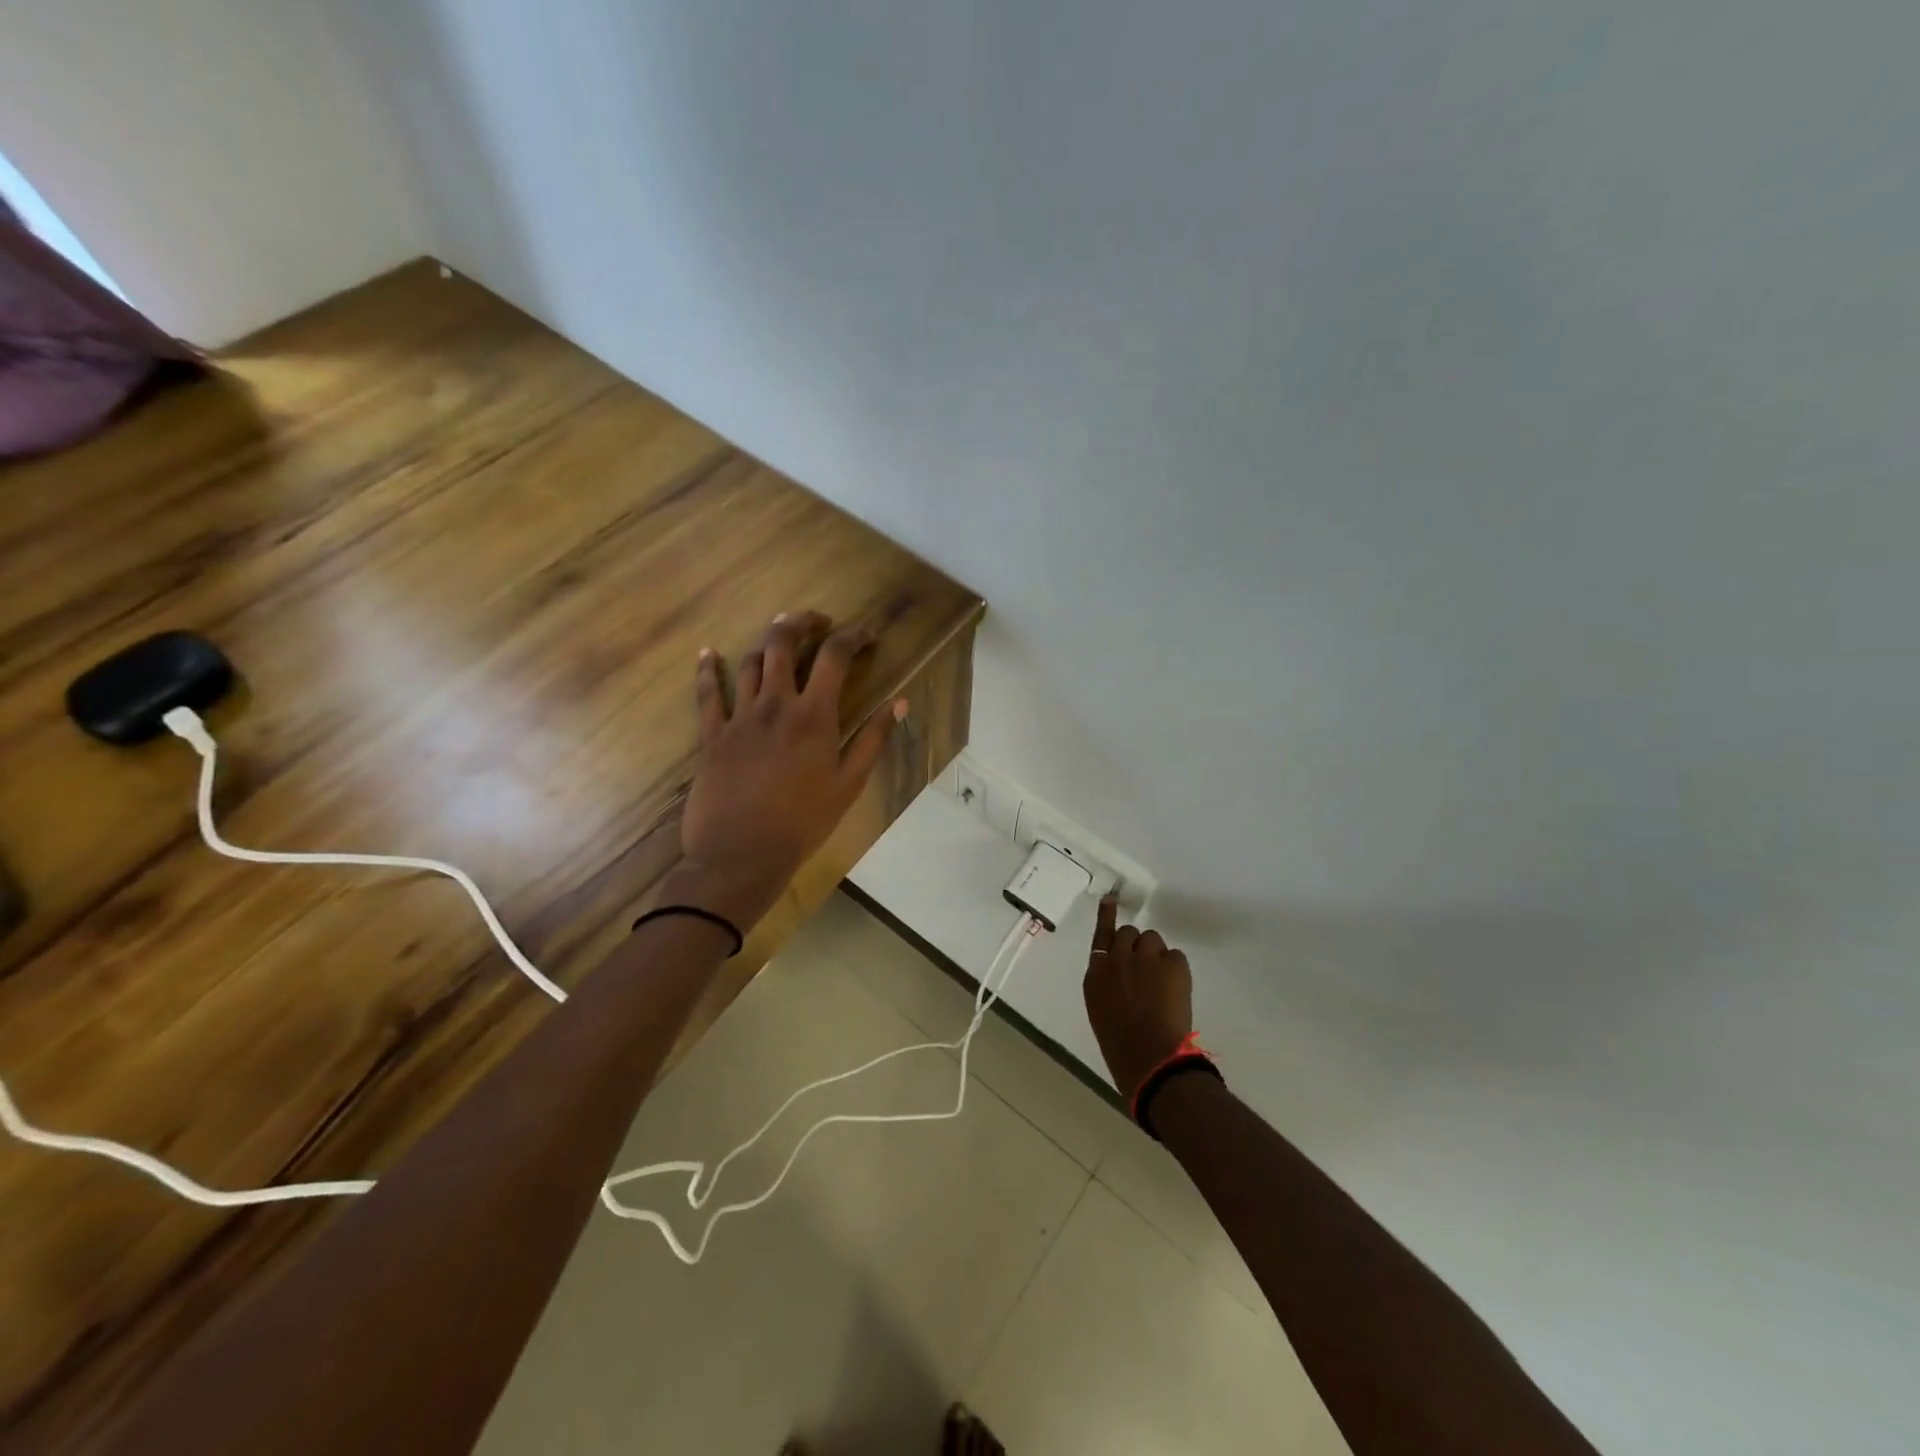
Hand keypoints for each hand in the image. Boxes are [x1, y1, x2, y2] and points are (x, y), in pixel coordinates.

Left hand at [669, 611, 905, 929]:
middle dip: (801, 622)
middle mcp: (775, 704)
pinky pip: (706, 693)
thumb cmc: (804, 821)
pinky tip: (707, 653)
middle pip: (783, 643)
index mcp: (814, 715)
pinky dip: (707, 669)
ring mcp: (739, 716)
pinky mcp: (712, 734)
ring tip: (778, 636)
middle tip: (816, 621)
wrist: (741, 854)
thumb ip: (873, 738)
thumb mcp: (849, 783)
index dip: (853, 638)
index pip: (835, 657)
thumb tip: (899, 702)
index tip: (865, 637)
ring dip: (765, 643)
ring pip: (749, 662)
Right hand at [1083, 895, 1193, 1096]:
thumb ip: (1108, 984)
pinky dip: (1177, 970)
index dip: (1107, 916)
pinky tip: (1177, 989)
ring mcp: (1145, 958)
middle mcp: (1117, 958)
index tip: (1111, 899)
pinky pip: (1175, 955)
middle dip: (1137, 947)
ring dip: (1157, 955)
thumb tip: (1122, 974)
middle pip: (1129, 933)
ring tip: (1163, 982)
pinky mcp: (1172, 964)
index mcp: (1096, 974)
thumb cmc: (1121, 1046)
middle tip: (1147, 970)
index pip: (1101, 936)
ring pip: (1153, 940)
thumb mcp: (1102, 1010)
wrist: (1151, 1059)